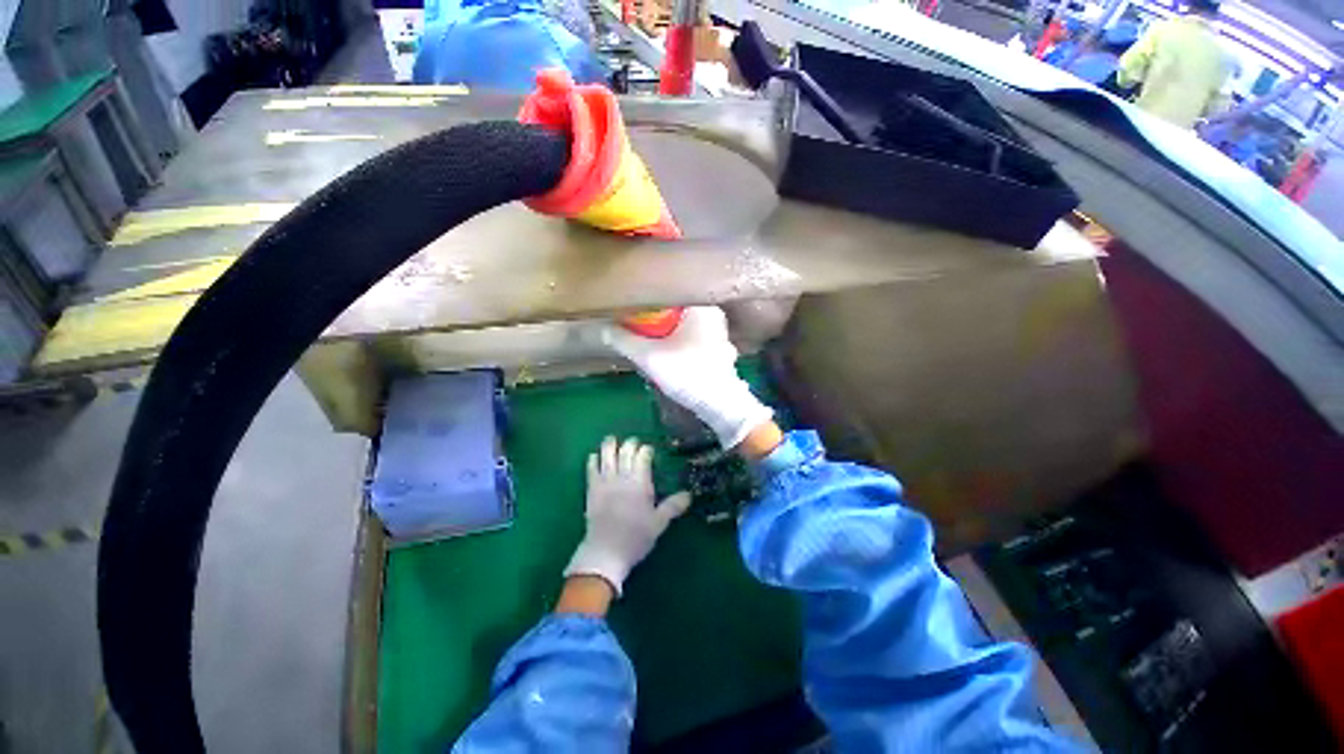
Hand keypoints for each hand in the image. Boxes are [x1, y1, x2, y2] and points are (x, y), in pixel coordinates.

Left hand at [564, 437, 691, 594]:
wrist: (605, 552)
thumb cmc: (635, 538)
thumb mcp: (659, 523)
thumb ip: (673, 506)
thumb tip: (689, 494)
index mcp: (640, 483)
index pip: (643, 457)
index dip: (646, 450)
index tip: (649, 451)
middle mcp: (622, 477)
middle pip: (625, 452)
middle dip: (630, 444)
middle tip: (633, 443)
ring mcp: (605, 482)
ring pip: (606, 456)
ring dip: (609, 446)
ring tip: (612, 440)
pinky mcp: (592, 490)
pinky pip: (591, 469)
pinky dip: (593, 460)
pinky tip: (594, 456)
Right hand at [603, 306, 772, 448]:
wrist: (720, 405)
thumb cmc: (688, 373)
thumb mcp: (649, 357)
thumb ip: (625, 340)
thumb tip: (605, 329)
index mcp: (699, 307)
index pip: (666, 293)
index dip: (645, 301)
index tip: (629, 310)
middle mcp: (712, 314)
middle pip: (674, 310)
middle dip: (654, 319)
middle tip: (636, 327)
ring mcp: (718, 332)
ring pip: (683, 325)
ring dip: (666, 332)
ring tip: (648, 341)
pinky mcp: (719, 348)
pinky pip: (692, 338)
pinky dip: (678, 342)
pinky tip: (668, 353)